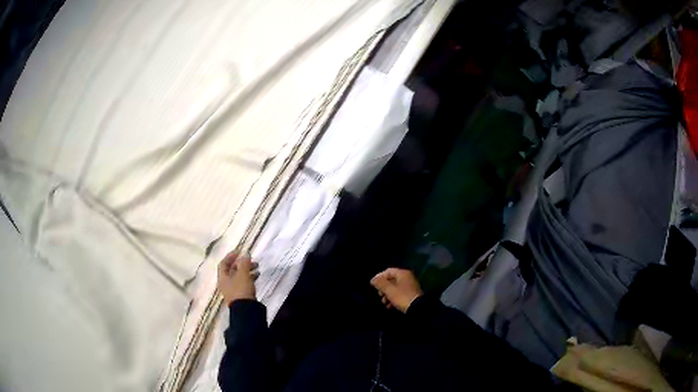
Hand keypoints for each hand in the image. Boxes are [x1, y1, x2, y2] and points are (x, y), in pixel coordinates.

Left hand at [217, 253, 258, 305]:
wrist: (246, 310)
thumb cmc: (241, 290)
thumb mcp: (243, 274)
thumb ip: (244, 263)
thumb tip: (246, 254)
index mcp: (222, 277)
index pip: (223, 263)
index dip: (230, 256)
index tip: (239, 251)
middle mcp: (226, 283)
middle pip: (232, 270)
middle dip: (242, 263)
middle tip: (251, 260)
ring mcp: (233, 290)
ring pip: (239, 276)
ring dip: (247, 270)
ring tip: (257, 267)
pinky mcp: (241, 295)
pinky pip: (244, 282)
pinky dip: (250, 277)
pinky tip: (257, 275)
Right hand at [370, 268, 422, 312]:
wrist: (417, 308)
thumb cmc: (402, 297)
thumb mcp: (389, 290)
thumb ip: (380, 283)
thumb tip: (373, 280)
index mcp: (403, 273)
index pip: (388, 271)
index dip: (379, 277)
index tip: (372, 285)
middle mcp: (407, 278)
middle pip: (391, 280)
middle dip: (383, 288)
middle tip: (379, 295)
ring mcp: (410, 286)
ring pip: (394, 288)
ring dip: (387, 295)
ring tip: (384, 302)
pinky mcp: (411, 295)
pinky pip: (399, 294)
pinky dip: (393, 299)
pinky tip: (389, 306)